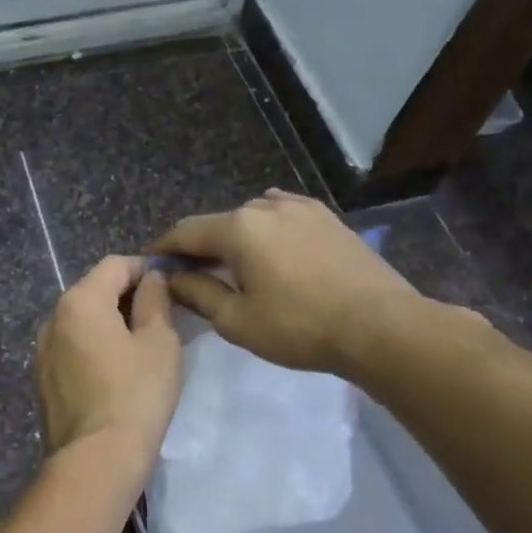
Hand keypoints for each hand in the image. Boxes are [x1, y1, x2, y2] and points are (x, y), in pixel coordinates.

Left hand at [35, 256, 181, 467]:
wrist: (95, 459)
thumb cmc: (136, 394)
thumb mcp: (159, 341)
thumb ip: (155, 299)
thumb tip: (150, 278)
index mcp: (79, 301)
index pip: (115, 265)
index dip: (145, 268)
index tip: (170, 285)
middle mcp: (53, 318)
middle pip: (94, 290)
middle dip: (127, 296)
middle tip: (161, 317)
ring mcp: (42, 350)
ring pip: (81, 321)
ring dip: (110, 323)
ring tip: (141, 346)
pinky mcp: (42, 378)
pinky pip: (72, 348)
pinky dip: (94, 347)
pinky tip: (115, 371)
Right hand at [150, 190, 425, 377]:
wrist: (381, 327)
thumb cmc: (299, 327)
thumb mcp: (236, 320)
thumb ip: (197, 293)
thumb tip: (172, 277)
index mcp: (238, 228)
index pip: (185, 231)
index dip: (163, 248)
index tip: (150, 265)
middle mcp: (267, 206)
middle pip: (219, 223)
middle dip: (200, 246)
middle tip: (190, 274)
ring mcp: (302, 208)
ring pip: (252, 216)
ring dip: (235, 237)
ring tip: (234, 265)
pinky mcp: (328, 219)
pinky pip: (283, 216)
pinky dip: (267, 230)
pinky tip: (272, 252)